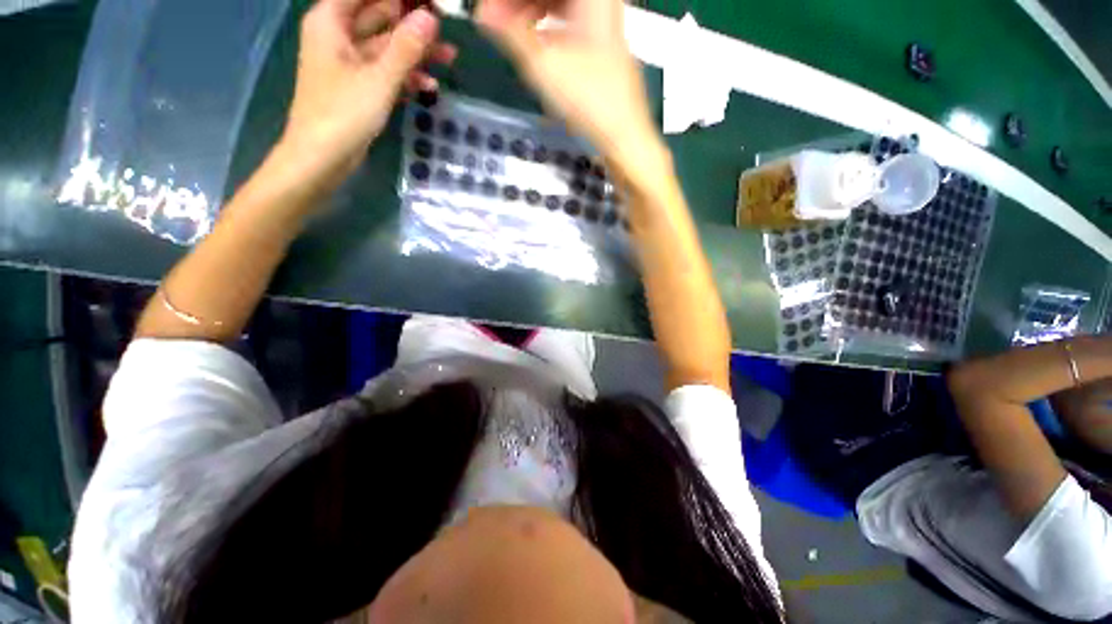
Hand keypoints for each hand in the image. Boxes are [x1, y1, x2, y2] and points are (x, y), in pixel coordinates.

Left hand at [281, 0, 456, 183]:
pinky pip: (386, 71)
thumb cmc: (343, 113)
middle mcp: (338, 35)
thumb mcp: (379, 78)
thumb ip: (406, 47)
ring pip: (387, 46)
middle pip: (379, 15)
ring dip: (416, 51)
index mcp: (331, 21)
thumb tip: (431, 18)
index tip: (428, 2)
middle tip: (444, 24)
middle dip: (412, 20)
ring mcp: (349, 63)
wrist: (322, 157)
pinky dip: (407, 76)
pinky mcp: (360, 87)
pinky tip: (430, 86)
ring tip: (449, 56)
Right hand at [476, 0, 660, 166]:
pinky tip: (535, 45)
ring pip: (560, 3)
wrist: (624, 135)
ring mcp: (602, 23)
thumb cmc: (590, 101)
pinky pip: (568, 22)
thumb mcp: (544, 67)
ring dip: (531, 14)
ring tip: (511, 35)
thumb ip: (511, 34)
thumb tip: (483, 13)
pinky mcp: (601, 45)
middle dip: (519, 5)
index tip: (488, 12)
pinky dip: (547, 28)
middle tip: (496, 23)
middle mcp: (600, 2)